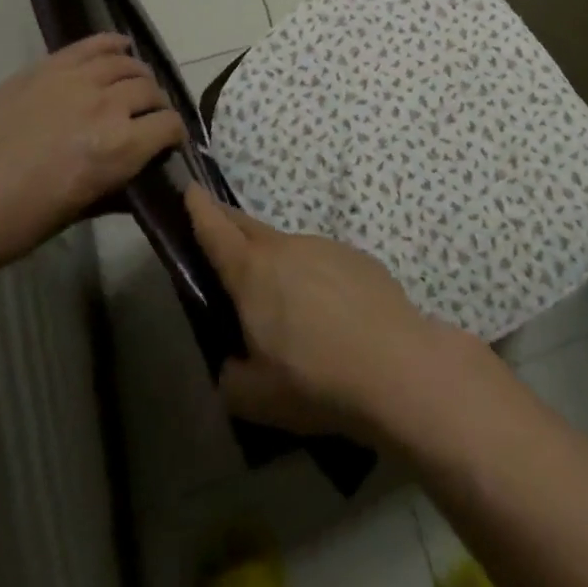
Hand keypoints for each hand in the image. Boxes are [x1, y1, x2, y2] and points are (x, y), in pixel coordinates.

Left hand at [0, 34, 184, 265]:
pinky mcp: (48, 67)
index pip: (169, 125)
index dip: (173, 134)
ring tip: (133, 84)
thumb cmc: (24, 220)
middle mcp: (108, 105)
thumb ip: (119, 185)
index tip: (168, 142)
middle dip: (155, 104)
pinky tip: (120, 47)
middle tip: (147, 116)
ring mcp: (76, 80)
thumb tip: (141, 176)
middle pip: (149, 90)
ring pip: (125, 64)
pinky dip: (111, 43)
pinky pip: (91, 45)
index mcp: (121, 146)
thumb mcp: (84, 209)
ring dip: (137, 75)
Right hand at [185, 185, 477, 442]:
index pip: (216, 231)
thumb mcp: (255, 398)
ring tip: (283, 305)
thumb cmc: (315, 381)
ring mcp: (326, 248)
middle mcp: (287, 249)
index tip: (190, 188)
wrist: (396, 367)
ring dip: (277, 264)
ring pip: (290, 250)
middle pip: (250, 229)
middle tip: (219, 230)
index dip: (200, 209)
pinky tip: (328, 316)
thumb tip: (235, 364)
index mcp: (253, 273)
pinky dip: (314, 279)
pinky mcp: (359, 259)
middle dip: (231, 225)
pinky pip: (323, 263)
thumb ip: (231, 376)